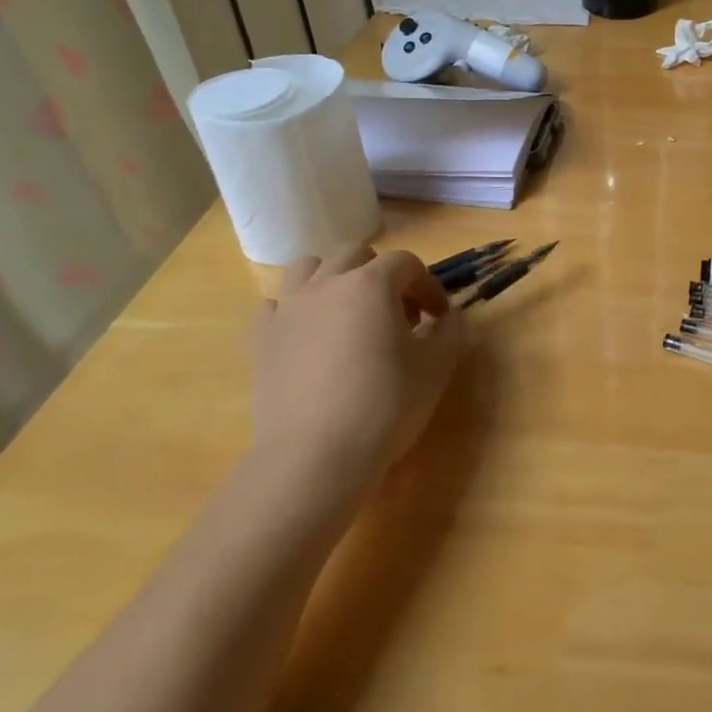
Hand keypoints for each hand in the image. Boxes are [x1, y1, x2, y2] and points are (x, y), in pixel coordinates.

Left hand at [246, 246, 465, 529]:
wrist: (315, 456)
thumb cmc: (385, 405)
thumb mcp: (436, 367)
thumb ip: (450, 330)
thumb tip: (447, 316)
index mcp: (371, 285)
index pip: (406, 264)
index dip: (428, 286)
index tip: (439, 316)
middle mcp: (326, 284)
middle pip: (356, 256)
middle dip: (383, 275)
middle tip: (398, 313)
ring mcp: (287, 309)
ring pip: (309, 268)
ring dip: (334, 279)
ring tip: (349, 313)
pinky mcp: (261, 339)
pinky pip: (276, 305)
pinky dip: (296, 310)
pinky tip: (308, 336)